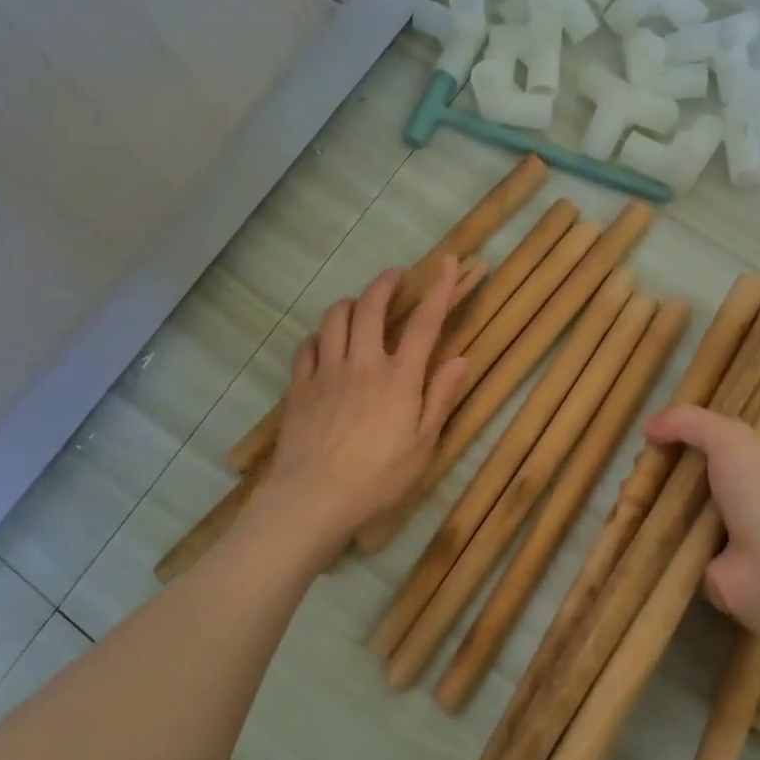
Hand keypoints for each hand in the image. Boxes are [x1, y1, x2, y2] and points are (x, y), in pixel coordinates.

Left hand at [259, 258, 469, 558]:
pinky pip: (307, 345)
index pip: (425, 322)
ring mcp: (326, 371)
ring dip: (350, 304)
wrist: (313, 497)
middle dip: (385, 284)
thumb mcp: (423, 445)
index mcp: (400, 377)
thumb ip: (440, 398)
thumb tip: (460, 359)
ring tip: (358, 307)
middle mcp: (363, 362)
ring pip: (335, 318)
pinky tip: (325, 343)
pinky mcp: (299, 386)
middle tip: (394, 277)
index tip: (447, 262)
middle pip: (371, 307)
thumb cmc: (378, 478)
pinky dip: (320, 335)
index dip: (439, 288)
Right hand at [641, 405, 759, 645]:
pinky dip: (647, 534)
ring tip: (626, 493)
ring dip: (649, 500)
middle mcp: (742, 501)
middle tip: (636, 469)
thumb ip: (689, 422)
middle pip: (691, 476)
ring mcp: (721, 536)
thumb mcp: (731, 439)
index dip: (684, 436)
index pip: (717, 445)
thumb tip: (648, 426)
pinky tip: (625, 521)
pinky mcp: (700, 566)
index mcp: (758, 468)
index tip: (653, 435)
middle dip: (660, 469)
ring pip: (675, 510)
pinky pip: (668, 544)